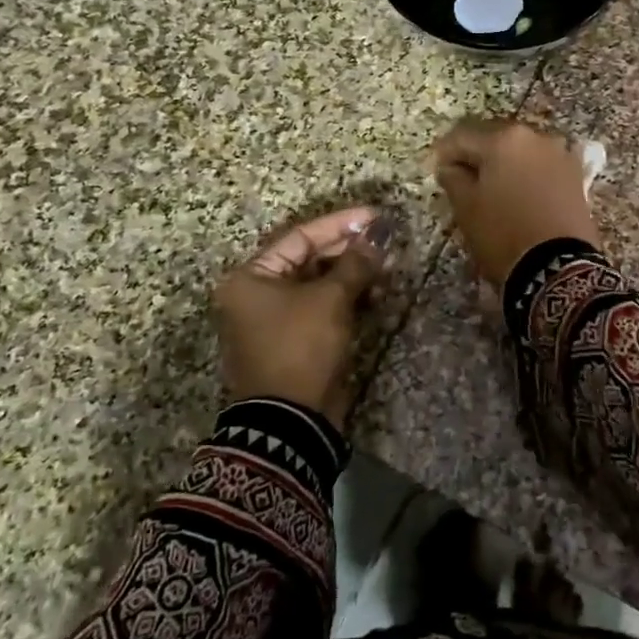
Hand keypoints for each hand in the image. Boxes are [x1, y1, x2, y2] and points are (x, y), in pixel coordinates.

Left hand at [215, 208, 391, 427]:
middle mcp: (256, 295)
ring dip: (353, 276)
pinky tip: (376, 293)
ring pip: (318, 286)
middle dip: (349, 252)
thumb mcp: (330, 299)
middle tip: (385, 244)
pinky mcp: (295, 342)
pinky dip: (347, 300)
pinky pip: (322, 309)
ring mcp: (275, 321)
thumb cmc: (302, 347)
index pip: (299, 238)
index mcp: (250, 278)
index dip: (339, 225)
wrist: (292, 421)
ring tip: (387, 268)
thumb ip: (355, 262)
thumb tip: (378, 233)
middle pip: (309, 260)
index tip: (374, 216)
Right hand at [433, 119, 599, 285]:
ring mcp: (559, 154)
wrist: (559, 265)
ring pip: (520, 152)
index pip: (460, 137)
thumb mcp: (466, 208)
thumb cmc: (503, 233)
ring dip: (504, 165)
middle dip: (476, 156)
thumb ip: (453, 178)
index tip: (437, 172)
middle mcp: (534, 136)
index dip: (444, 154)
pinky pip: (543, 167)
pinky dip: (528, 175)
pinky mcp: (576, 175)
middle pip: (494, 139)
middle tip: (462, 180)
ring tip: (494, 189)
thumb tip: (450, 166)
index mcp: (502, 139)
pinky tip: (522, 193)